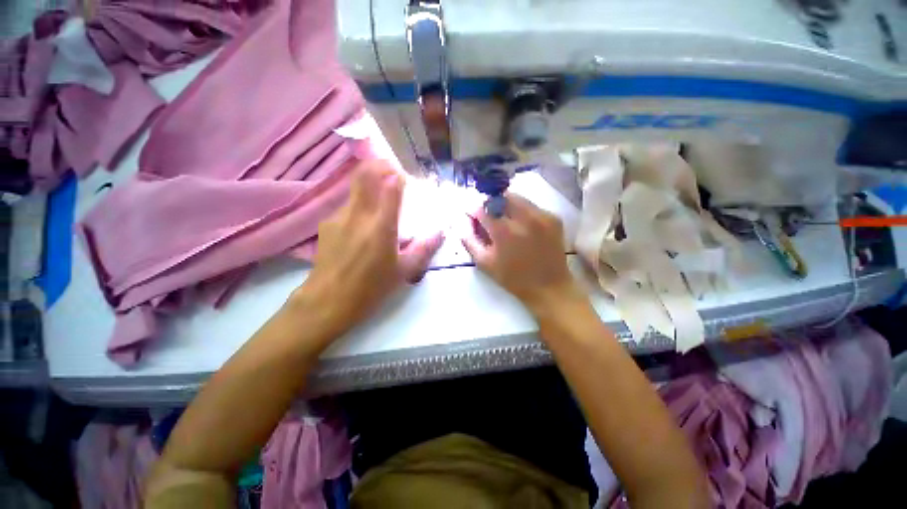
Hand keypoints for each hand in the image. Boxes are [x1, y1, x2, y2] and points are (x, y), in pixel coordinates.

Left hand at [289, 160, 444, 337]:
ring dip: (370, 186)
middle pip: (365, 173)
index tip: (407, 179)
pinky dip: (360, 205)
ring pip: (355, 188)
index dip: (400, 175)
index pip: (390, 186)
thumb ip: (424, 248)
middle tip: (393, 171)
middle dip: (380, 164)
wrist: (327, 302)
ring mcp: (339, 216)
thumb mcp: (404, 271)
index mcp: (381, 226)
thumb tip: (440, 231)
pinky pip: (348, 205)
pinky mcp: (327, 223)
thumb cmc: (371, 288)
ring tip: (380, 202)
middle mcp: (358, 215)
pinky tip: (363, 226)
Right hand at [462, 193, 581, 314]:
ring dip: (507, 205)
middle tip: (490, 216)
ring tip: (506, 220)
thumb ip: (469, 240)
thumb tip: (461, 221)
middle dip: (492, 203)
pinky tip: (523, 226)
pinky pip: (533, 206)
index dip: (475, 210)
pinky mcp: (554, 218)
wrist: (549, 287)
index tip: (473, 215)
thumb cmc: (513, 278)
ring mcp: (542, 216)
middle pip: (502, 196)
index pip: (483, 208)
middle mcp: (524, 217)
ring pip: (519, 198)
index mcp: (504, 231)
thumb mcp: (485, 263)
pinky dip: (523, 211)